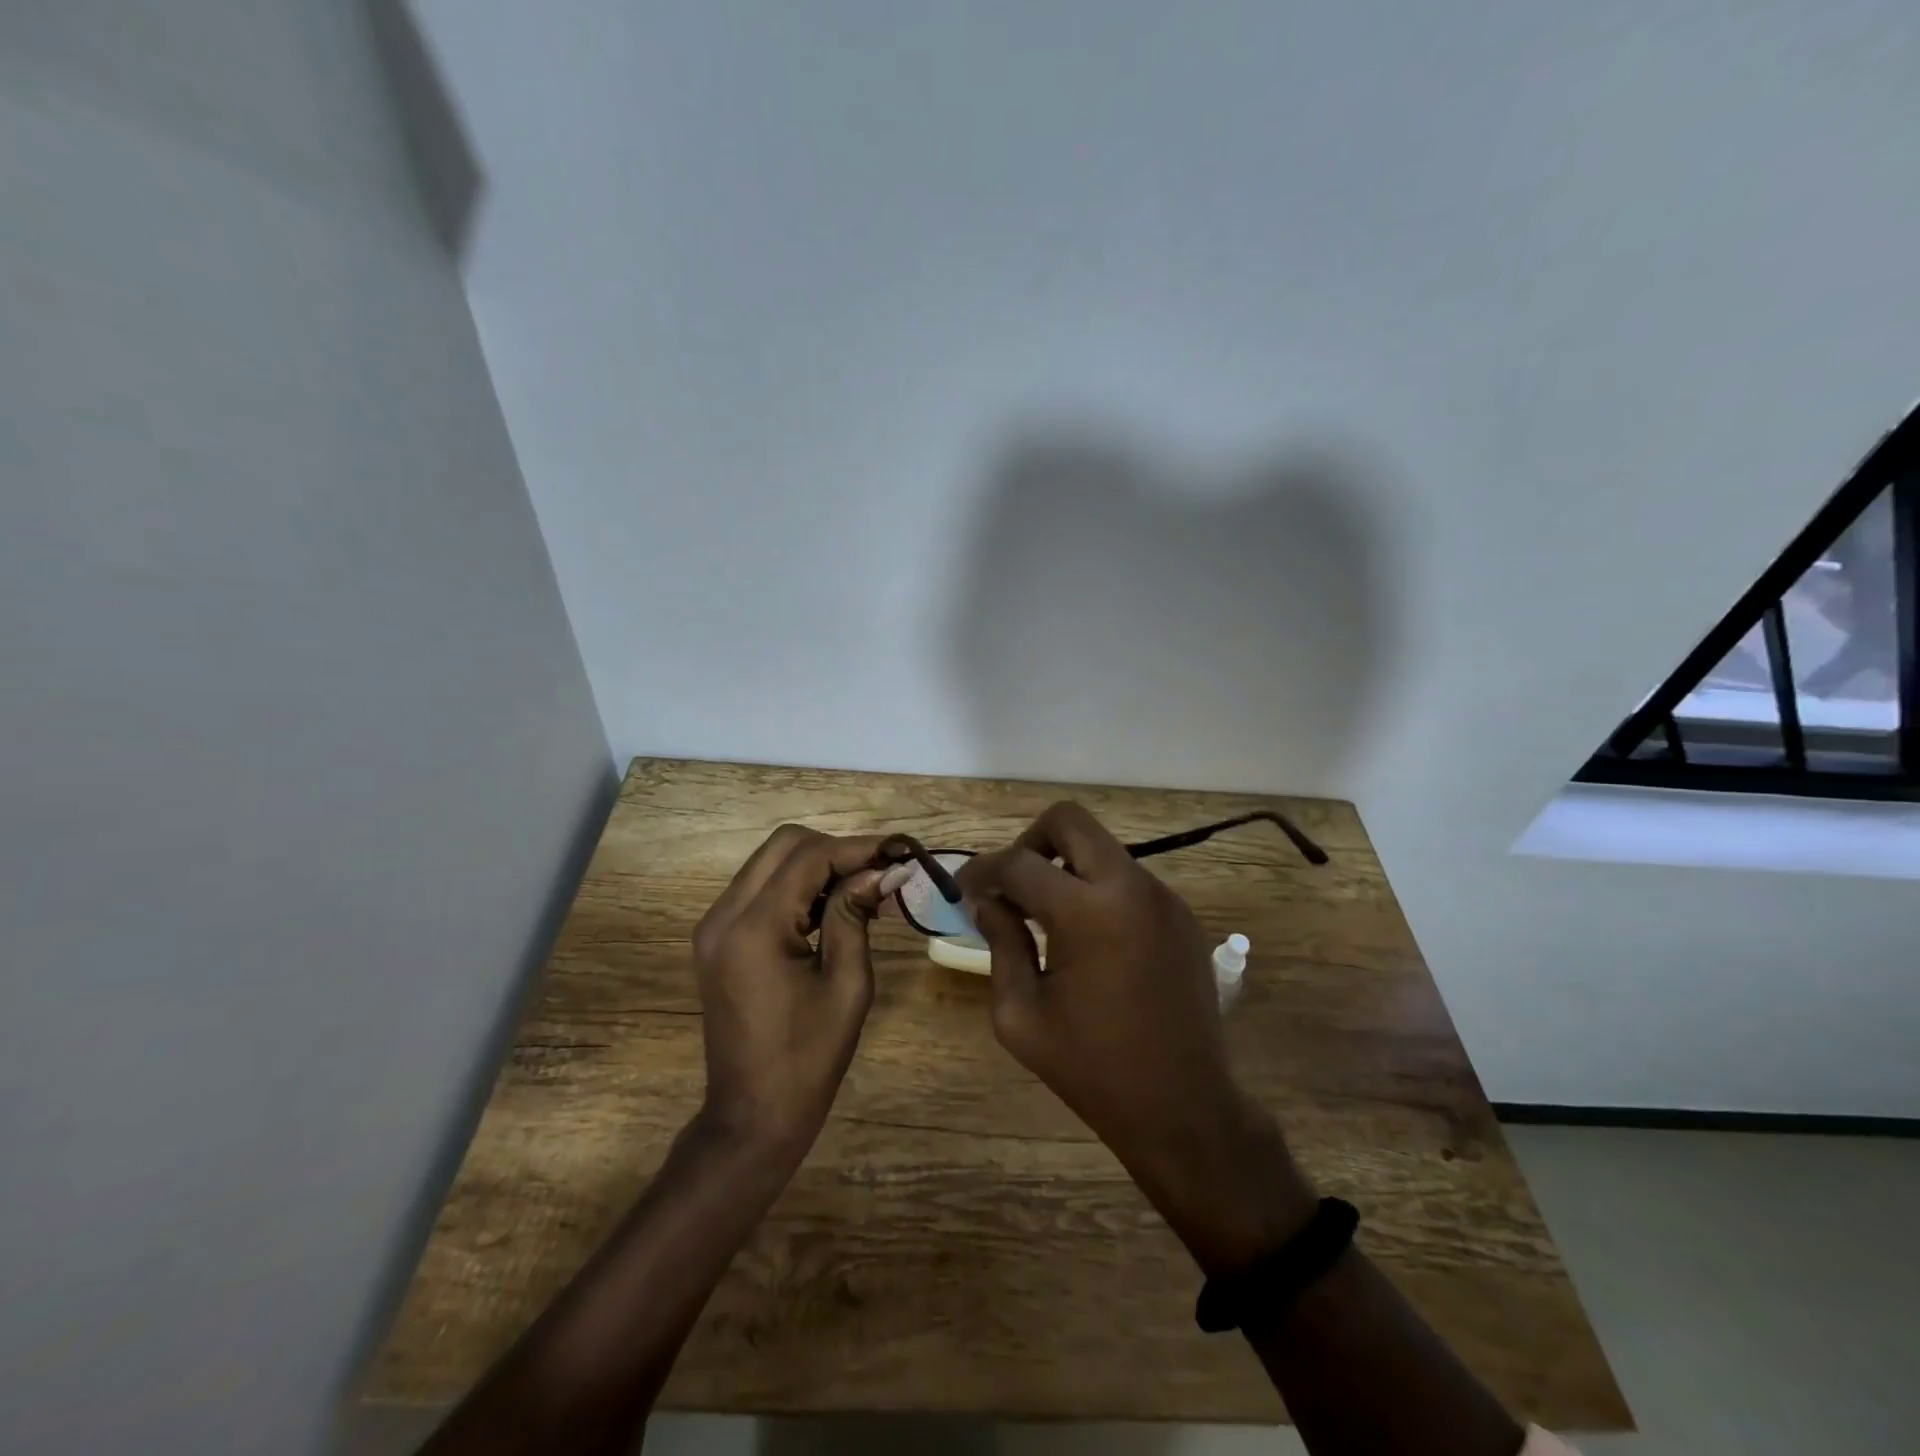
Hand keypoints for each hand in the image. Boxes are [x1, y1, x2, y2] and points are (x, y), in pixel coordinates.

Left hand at [691, 826, 903, 1158]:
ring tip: (863, 888)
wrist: (751, 1116)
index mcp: (755, 928)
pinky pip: (760, 887)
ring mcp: (715, 925)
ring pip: (770, 861)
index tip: (901, 851)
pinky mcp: (717, 937)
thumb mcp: (847, 985)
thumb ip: (857, 915)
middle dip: (837, 849)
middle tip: (880, 871)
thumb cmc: (808, 1059)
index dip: (859, 848)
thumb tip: (885, 870)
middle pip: (784, 844)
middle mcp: (724, 915)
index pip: (810, 858)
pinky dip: (797, 884)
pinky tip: (831, 906)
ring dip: (817, 864)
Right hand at [957, 802, 1313, 1270]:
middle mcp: (1130, 887)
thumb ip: (1000, 944)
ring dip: (1065, 867)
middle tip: (1011, 885)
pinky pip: (1126, 878)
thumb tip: (986, 901)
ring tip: (1046, 918)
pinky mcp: (1180, 914)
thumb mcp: (1021, 1015)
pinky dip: (1096, 889)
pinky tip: (1087, 938)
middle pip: (1069, 821)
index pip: (1019, 862)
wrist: (1184, 1107)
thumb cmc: (1092, 1068)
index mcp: (1088, 912)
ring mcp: (1162, 896)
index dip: (982, 870)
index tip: (965, 889)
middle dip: (1029, 842)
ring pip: (1101, 848)